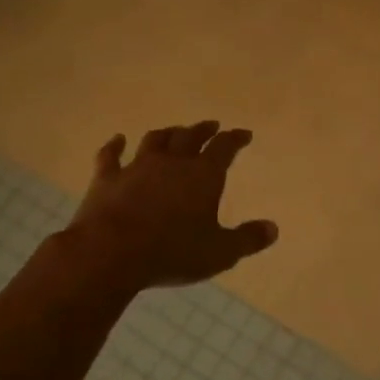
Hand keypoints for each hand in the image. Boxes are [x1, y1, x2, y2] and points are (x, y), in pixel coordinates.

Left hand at [66, 122, 277, 291]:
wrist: (111, 252)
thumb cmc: (173, 252)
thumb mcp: (220, 253)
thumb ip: (247, 239)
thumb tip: (273, 228)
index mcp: (203, 175)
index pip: (224, 148)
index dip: (235, 139)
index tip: (244, 134)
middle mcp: (171, 163)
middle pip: (189, 137)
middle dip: (203, 130)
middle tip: (212, 126)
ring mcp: (136, 168)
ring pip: (155, 141)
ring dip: (167, 134)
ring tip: (174, 131)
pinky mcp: (106, 180)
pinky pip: (110, 156)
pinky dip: (115, 146)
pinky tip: (117, 140)